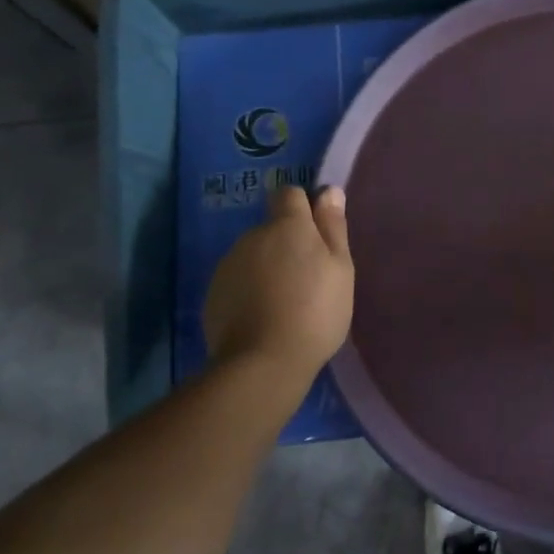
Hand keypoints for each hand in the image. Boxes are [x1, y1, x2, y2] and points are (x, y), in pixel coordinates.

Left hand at [202, 186, 353, 373]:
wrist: (263, 362)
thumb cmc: (315, 311)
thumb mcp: (340, 268)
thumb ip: (333, 227)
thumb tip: (329, 191)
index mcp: (287, 226)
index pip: (290, 194)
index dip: (304, 208)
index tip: (318, 234)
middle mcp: (253, 236)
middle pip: (272, 228)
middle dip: (288, 243)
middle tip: (308, 278)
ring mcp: (229, 264)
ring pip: (254, 254)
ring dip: (268, 266)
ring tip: (286, 302)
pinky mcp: (213, 293)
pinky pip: (238, 280)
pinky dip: (250, 290)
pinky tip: (264, 316)